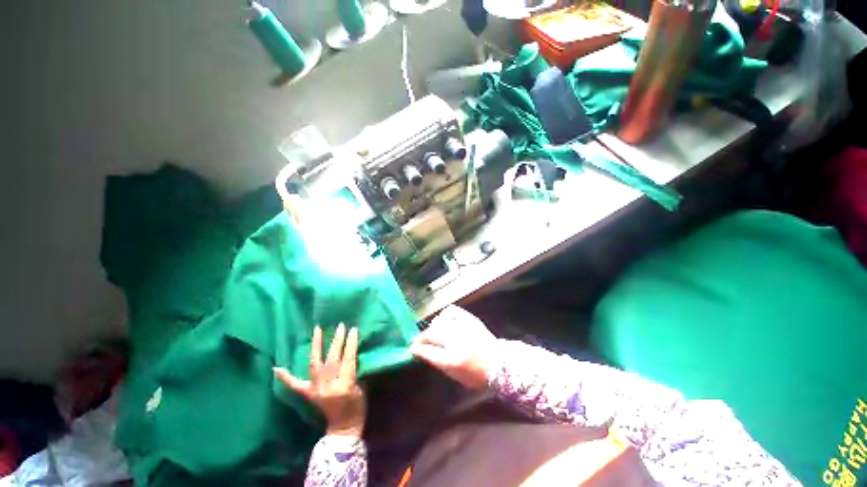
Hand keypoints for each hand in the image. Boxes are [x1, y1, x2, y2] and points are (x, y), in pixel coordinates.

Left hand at [274, 324, 366, 437]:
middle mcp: (328, 386)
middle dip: (337, 341)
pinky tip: (277, 368)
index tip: (352, 330)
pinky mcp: (308, 394)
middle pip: (333, 359)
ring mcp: (316, 390)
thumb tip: (351, 353)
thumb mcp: (361, 387)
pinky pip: (295, 385)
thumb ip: (354, 370)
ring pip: (315, 364)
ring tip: (317, 330)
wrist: (343, 428)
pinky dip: (286, 377)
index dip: (351, 343)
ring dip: (316, 346)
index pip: (348, 358)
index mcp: (346, 384)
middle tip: (341, 326)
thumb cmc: (357, 407)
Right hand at [410, 306, 497, 389]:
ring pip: (439, 321)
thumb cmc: (477, 374)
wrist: (500, 363)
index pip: (428, 351)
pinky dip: (445, 315)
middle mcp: (456, 341)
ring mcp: (464, 328)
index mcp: (453, 360)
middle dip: (422, 337)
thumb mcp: (455, 375)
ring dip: (432, 327)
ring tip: (433, 332)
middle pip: (431, 334)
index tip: (412, 348)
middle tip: (419, 340)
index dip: (417, 348)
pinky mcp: (470, 319)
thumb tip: (423, 351)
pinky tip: (444, 319)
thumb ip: (437, 361)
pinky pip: (452, 311)